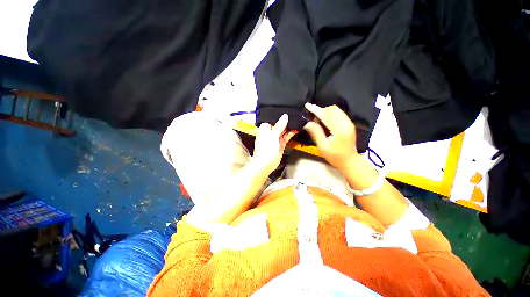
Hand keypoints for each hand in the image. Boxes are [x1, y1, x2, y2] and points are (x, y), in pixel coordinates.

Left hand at [252, 114, 296, 174]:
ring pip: (284, 130)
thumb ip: (279, 125)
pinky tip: (296, 130)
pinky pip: (286, 137)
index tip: (288, 112)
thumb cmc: (265, 149)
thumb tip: (284, 116)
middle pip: (279, 124)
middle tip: (295, 117)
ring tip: (297, 122)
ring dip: (290, 128)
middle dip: (286, 122)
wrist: (265, 163)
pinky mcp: (280, 144)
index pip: (273, 119)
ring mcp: (276, 138)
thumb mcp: (273, 135)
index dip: (280, 116)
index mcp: (265, 128)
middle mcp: (270, 132)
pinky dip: (291, 134)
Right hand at [303, 103, 358, 169]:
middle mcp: (346, 123)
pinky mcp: (349, 124)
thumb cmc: (334, 156)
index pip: (326, 115)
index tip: (307, 105)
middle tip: (313, 120)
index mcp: (339, 130)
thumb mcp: (322, 146)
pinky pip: (338, 113)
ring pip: (336, 110)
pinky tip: (325, 122)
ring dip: (325, 112)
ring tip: (318, 122)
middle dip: (321, 111)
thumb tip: (307, 123)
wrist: (349, 161)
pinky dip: (330, 114)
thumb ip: (316, 133)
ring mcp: (349, 123)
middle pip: (332, 109)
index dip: (316, 110)